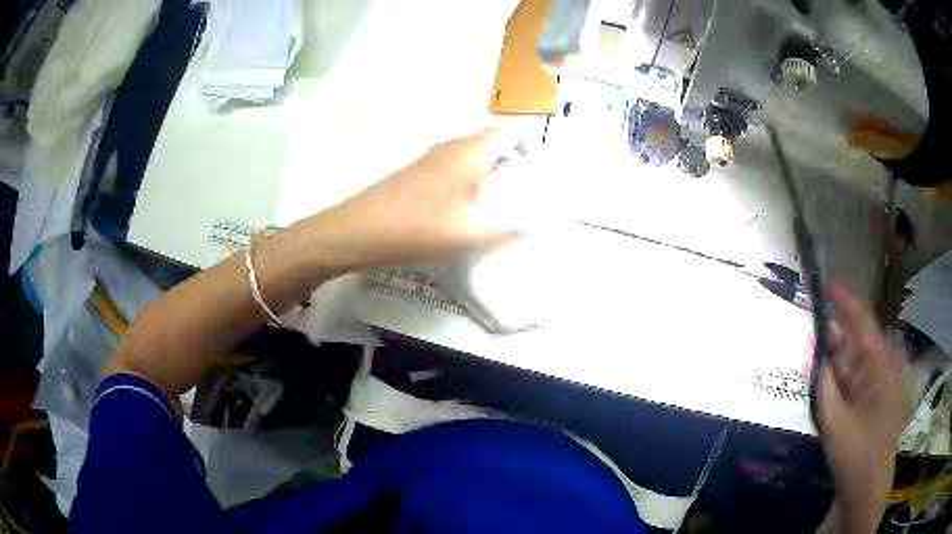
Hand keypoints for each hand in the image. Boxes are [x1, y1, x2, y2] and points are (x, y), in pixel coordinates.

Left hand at [318, 128, 522, 267]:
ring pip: (470, 156)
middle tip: (523, 191)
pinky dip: (468, 181)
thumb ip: (509, 230)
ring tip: (498, 204)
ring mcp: (430, 160)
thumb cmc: (420, 228)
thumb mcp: (471, 235)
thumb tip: (538, 225)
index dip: (527, 143)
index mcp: (470, 153)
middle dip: (510, 161)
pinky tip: (464, 210)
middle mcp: (451, 148)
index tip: (537, 168)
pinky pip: (453, 168)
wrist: (359, 231)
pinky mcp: (416, 174)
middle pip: (489, 143)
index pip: (507, 132)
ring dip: (488, 172)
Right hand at [818, 284, 909, 530]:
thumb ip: (824, 386)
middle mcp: (878, 371)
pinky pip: (847, 384)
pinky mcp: (863, 405)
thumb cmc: (857, 453)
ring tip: (807, 347)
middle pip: (853, 344)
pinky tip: (817, 377)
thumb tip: (813, 354)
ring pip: (848, 365)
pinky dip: (832, 380)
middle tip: (806, 322)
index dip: (846, 302)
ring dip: (829, 358)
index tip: (827, 284)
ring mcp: (871, 389)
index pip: (863, 324)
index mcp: (880, 367)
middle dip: (831, 333)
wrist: (864, 491)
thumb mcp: (837, 422)